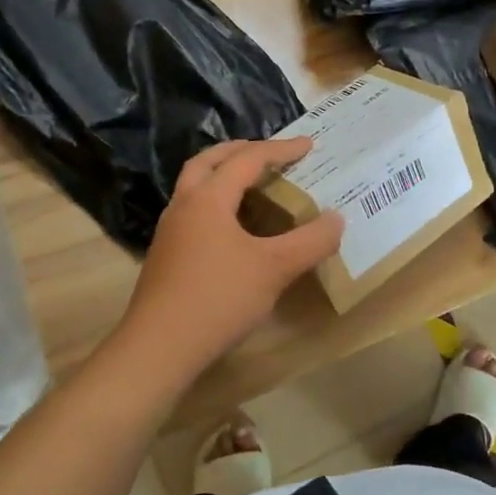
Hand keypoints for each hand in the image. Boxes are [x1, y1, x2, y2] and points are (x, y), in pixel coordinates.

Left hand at [117, 138, 343, 372]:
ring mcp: (170, 233)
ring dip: (223, 176)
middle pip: (208, 162)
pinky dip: (217, 203)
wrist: (158, 349)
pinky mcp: (166, 257)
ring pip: (195, 187)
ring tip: (253, 185)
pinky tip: (234, 229)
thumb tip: (337, 219)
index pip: (247, 160)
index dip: (280, 150)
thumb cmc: (218, 299)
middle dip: (240, 151)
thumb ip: (311, 241)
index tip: (309, 145)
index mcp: (208, 199)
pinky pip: (194, 212)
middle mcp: (184, 206)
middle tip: (269, 153)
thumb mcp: (275, 268)